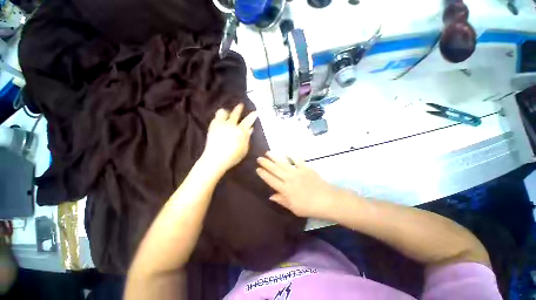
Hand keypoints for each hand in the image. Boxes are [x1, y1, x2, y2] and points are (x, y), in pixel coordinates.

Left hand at [201, 103, 257, 172]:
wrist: (216, 158)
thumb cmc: (233, 156)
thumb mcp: (244, 148)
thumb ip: (247, 137)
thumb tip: (250, 129)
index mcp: (241, 131)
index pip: (248, 121)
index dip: (252, 116)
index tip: (255, 111)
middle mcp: (231, 125)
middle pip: (236, 114)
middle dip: (239, 108)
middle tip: (241, 104)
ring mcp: (221, 124)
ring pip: (224, 112)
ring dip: (227, 111)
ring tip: (227, 111)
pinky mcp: (213, 127)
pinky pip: (216, 117)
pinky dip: (219, 115)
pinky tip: (220, 117)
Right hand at [256, 152, 337, 218]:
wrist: (327, 200)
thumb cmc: (309, 207)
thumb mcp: (294, 208)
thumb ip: (282, 200)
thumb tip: (271, 195)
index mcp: (285, 189)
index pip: (271, 180)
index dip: (263, 174)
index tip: (257, 169)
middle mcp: (289, 178)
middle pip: (275, 169)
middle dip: (266, 163)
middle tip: (259, 158)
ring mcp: (297, 172)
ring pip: (283, 163)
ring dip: (275, 157)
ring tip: (268, 152)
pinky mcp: (306, 168)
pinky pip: (298, 160)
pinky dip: (293, 156)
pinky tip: (288, 152)